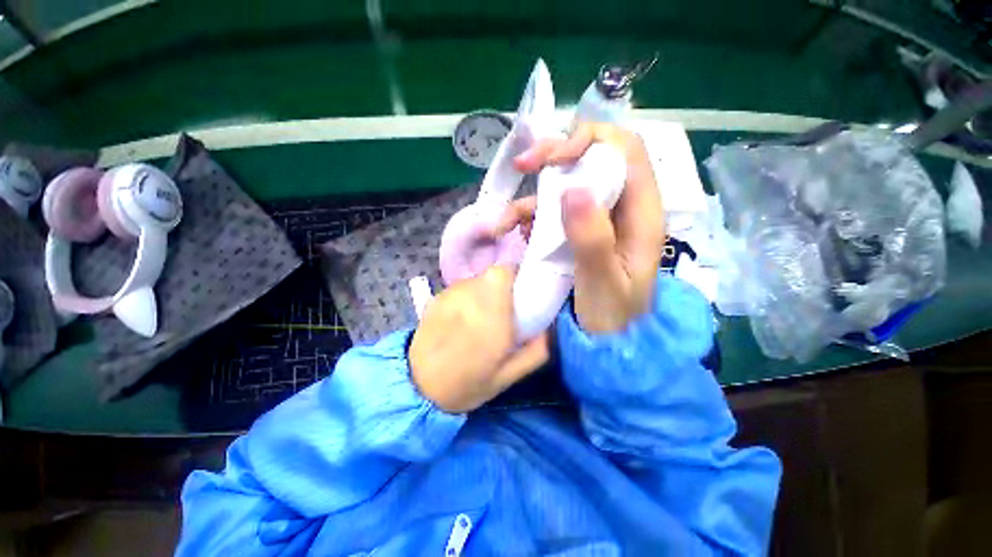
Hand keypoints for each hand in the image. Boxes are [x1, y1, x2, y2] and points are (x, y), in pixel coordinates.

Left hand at [409, 265, 549, 412]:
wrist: (419, 387)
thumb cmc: (468, 384)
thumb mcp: (509, 376)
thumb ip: (536, 351)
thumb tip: (549, 327)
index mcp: (491, 315)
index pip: (503, 272)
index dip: (515, 275)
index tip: (520, 292)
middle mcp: (469, 298)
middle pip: (490, 274)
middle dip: (502, 286)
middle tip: (504, 308)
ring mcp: (449, 296)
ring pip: (475, 280)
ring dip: (483, 292)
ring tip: (481, 316)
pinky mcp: (436, 298)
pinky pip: (460, 289)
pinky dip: (467, 297)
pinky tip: (462, 319)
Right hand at [494, 122, 664, 332]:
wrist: (608, 343)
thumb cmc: (612, 318)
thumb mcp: (602, 283)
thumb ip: (592, 239)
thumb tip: (574, 188)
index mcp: (641, 215)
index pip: (626, 152)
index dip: (591, 141)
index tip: (553, 159)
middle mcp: (621, 209)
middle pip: (594, 159)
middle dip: (556, 155)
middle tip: (523, 165)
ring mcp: (597, 220)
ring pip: (566, 186)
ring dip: (533, 196)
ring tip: (505, 222)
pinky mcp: (577, 232)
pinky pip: (552, 211)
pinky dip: (530, 216)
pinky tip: (515, 232)